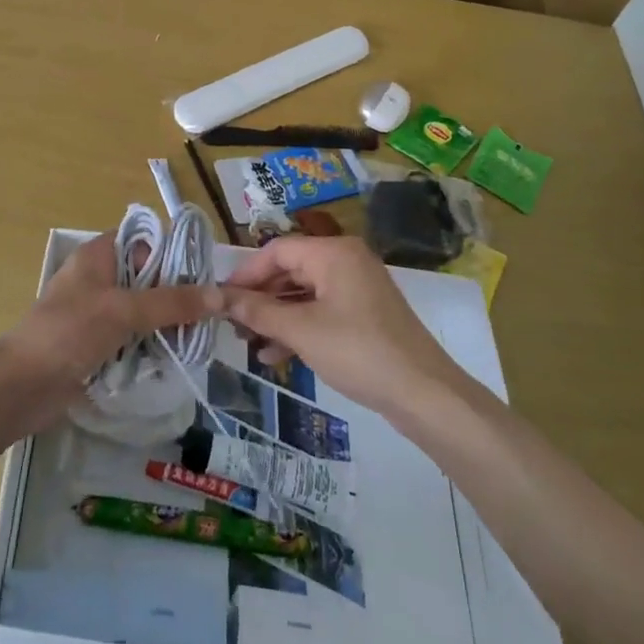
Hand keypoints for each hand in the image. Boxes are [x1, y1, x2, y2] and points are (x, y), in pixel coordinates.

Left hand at [0, 232, 222, 435]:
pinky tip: (176, 356)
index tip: (207, 273)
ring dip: (166, 323)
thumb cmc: (69, 332)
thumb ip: (172, 302)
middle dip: (177, 294)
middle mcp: (99, 278)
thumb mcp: (124, 310)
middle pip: (148, 277)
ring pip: (143, 310)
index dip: (174, 253)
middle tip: (211, 312)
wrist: (22, 386)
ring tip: (200, 337)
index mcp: (98, 255)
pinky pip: (133, 337)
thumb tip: (219, 295)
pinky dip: (151, 345)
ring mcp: (97, 312)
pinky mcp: (97, 343)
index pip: (145, 241)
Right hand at [226, 236, 464, 417]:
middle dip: (260, 298)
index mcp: (333, 252)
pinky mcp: (364, 313)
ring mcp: (357, 287)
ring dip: (276, 316)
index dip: (245, 273)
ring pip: (304, 293)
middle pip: (290, 270)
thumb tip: (220, 298)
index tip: (221, 299)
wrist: (424, 393)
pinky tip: (276, 355)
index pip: (276, 250)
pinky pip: (321, 310)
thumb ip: (258, 312)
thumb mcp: (302, 331)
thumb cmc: (359, 351)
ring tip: (249, 343)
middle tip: (233, 325)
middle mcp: (345, 260)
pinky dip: (298, 327)